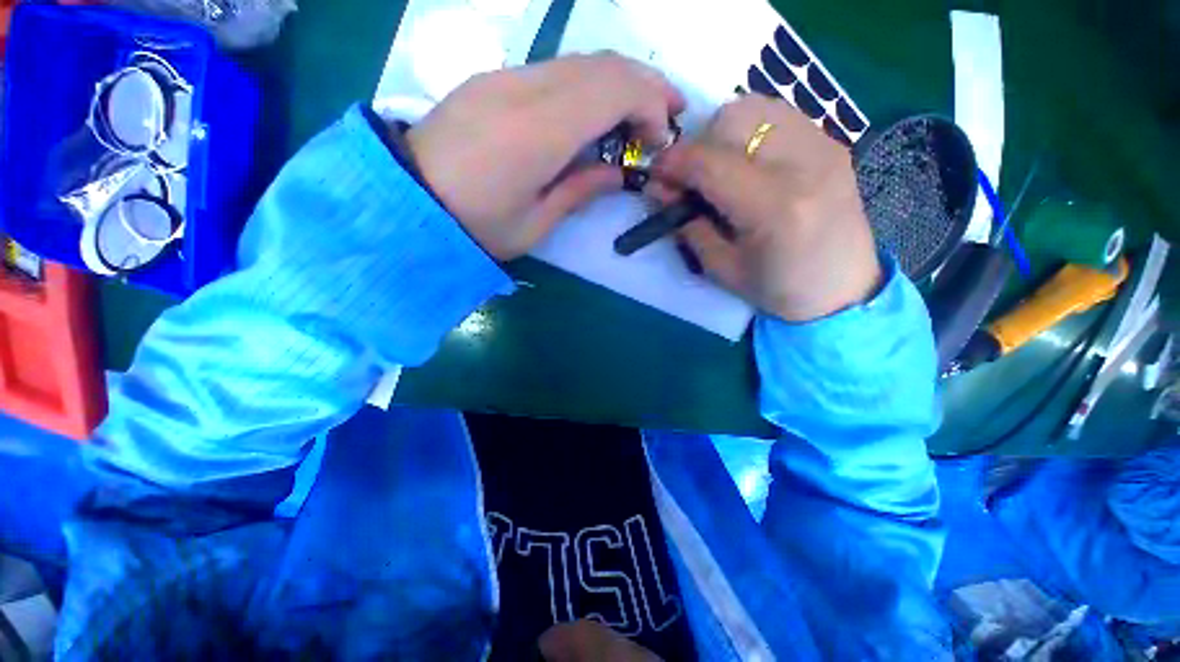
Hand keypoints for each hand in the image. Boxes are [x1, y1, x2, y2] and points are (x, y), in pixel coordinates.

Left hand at [406, 53, 684, 259]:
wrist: (407, 200)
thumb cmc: (475, 226)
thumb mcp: (536, 223)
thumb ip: (580, 189)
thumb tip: (617, 170)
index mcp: (537, 133)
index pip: (611, 90)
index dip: (648, 105)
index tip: (660, 137)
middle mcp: (523, 90)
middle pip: (601, 64)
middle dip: (644, 85)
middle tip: (665, 115)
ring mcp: (504, 78)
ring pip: (579, 61)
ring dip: (618, 81)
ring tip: (638, 113)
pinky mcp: (492, 80)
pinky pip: (554, 69)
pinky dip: (588, 84)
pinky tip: (593, 112)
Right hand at [651, 95, 881, 322]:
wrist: (844, 289)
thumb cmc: (779, 289)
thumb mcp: (721, 268)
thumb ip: (688, 225)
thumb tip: (660, 190)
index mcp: (774, 208)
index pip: (710, 163)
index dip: (673, 164)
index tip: (656, 176)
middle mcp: (804, 163)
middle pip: (733, 119)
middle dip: (698, 144)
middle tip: (690, 178)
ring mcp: (824, 146)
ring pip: (756, 106)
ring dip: (723, 133)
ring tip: (719, 167)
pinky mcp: (832, 142)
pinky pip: (778, 115)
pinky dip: (750, 131)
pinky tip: (747, 162)